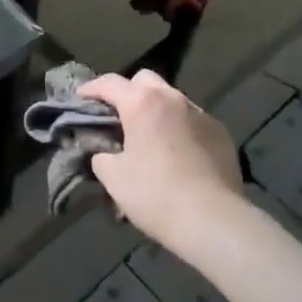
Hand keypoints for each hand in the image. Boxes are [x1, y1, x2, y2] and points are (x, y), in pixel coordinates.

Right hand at [78, 70, 242, 245]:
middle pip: (145, 80)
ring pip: (172, 99)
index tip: (80, 97)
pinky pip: (193, 120)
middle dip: (128, 92)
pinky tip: (178, 153)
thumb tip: (104, 151)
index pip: (109, 83)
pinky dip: (179, 127)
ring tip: (150, 136)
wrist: (213, 221)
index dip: (91, 88)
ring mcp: (201, 114)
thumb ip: (101, 155)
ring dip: (156, 109)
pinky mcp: (221, 133)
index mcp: (142, 103)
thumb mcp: (113, 177)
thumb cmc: (155, 195)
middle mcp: (173, 99)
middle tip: (119, 116)